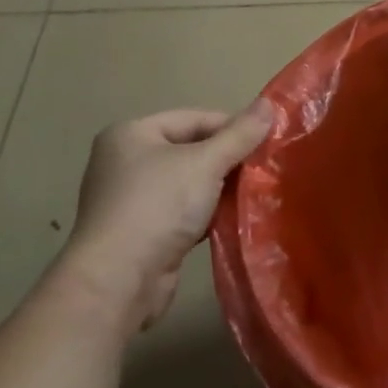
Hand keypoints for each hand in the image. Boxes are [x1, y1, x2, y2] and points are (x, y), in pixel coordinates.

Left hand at [63, 102, 272, 331]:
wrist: (117, 283)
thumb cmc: (157, 206)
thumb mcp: (205, 163)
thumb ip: (240, 134)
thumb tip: (270, 104)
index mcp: (131, 134)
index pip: (193, 118)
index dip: (232, 127)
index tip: (267, 141)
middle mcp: (125, 162)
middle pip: (190, 150)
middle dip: (227, 160)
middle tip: (265, 168)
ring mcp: (130, 201)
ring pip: (187, 184)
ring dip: (219, 189)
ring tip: (256, 193)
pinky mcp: (140, 234)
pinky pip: (181, 213)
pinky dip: (205, 215)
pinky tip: (233, 220)